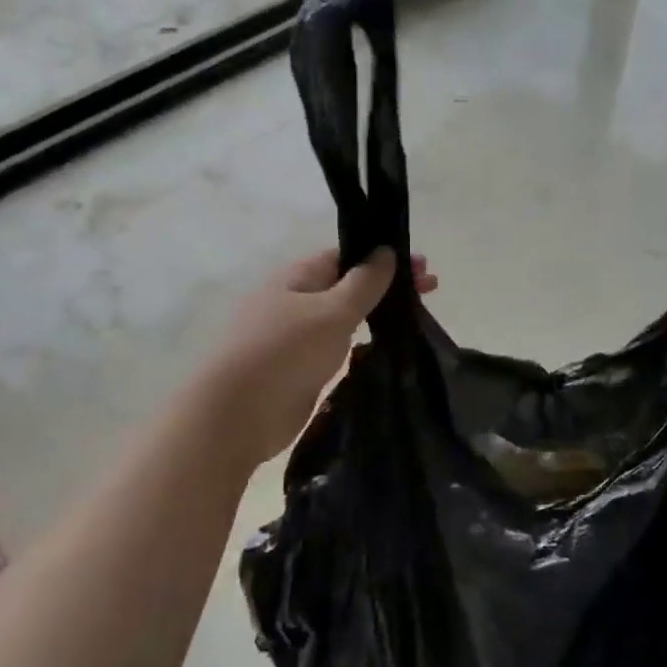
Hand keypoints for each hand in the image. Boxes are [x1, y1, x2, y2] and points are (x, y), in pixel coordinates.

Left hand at [198, 247, 437, 465]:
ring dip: (376, 315)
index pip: (347, 255)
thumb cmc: (284, 352)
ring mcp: (295, 337)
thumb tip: (385, 251)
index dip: (385, 257)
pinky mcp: (299, 369)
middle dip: (386, 286)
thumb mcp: (332, 311)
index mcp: (298, 277)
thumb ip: (363, 282)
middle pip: (348, 284)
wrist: (237, 414)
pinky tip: (385, 351)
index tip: (423, 268)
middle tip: (430, 291)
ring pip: (344, 318)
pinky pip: (337, 347)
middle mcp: (295, 301)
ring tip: (413, 320)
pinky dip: (361, 344)